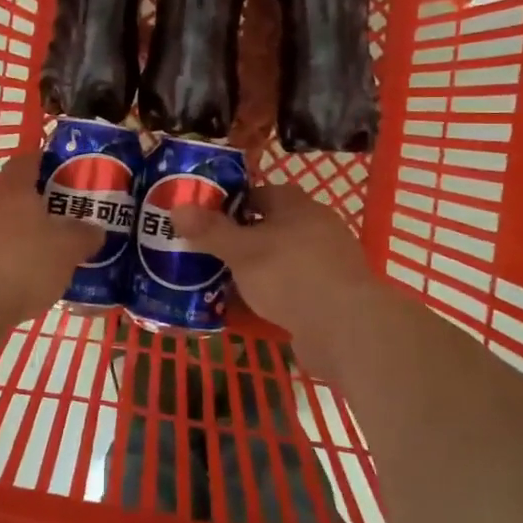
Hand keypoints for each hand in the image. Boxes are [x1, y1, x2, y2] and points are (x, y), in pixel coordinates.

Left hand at [0, 151, 101, 331]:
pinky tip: (19, 283)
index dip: (50, 162)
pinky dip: (2, 262)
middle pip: (14, 193)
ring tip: (46, 257)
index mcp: (12, 186)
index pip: (30, 159)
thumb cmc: (20, 264)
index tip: (70, 175)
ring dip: (19, 236)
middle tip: (65, 221)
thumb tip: (94, 229)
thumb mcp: (67, 250)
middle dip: (38, 205)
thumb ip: (84, 235)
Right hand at [169, 185, 386, 365]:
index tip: (204, 221)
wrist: (346, 329)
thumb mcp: (241, 251)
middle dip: (239, 240)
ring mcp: (327, 263)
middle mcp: (316, 227)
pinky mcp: (331, 296)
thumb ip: (209, 230)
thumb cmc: (291, 275)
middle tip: (207, 253)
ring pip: (280, 260)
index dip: (230, 204)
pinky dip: (271, 296)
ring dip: (254, 271)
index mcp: (297, 205)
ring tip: (220, 283)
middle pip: (269, 227)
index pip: (258, 194)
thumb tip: (176, 208)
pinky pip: (292, 289)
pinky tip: (248, 310)